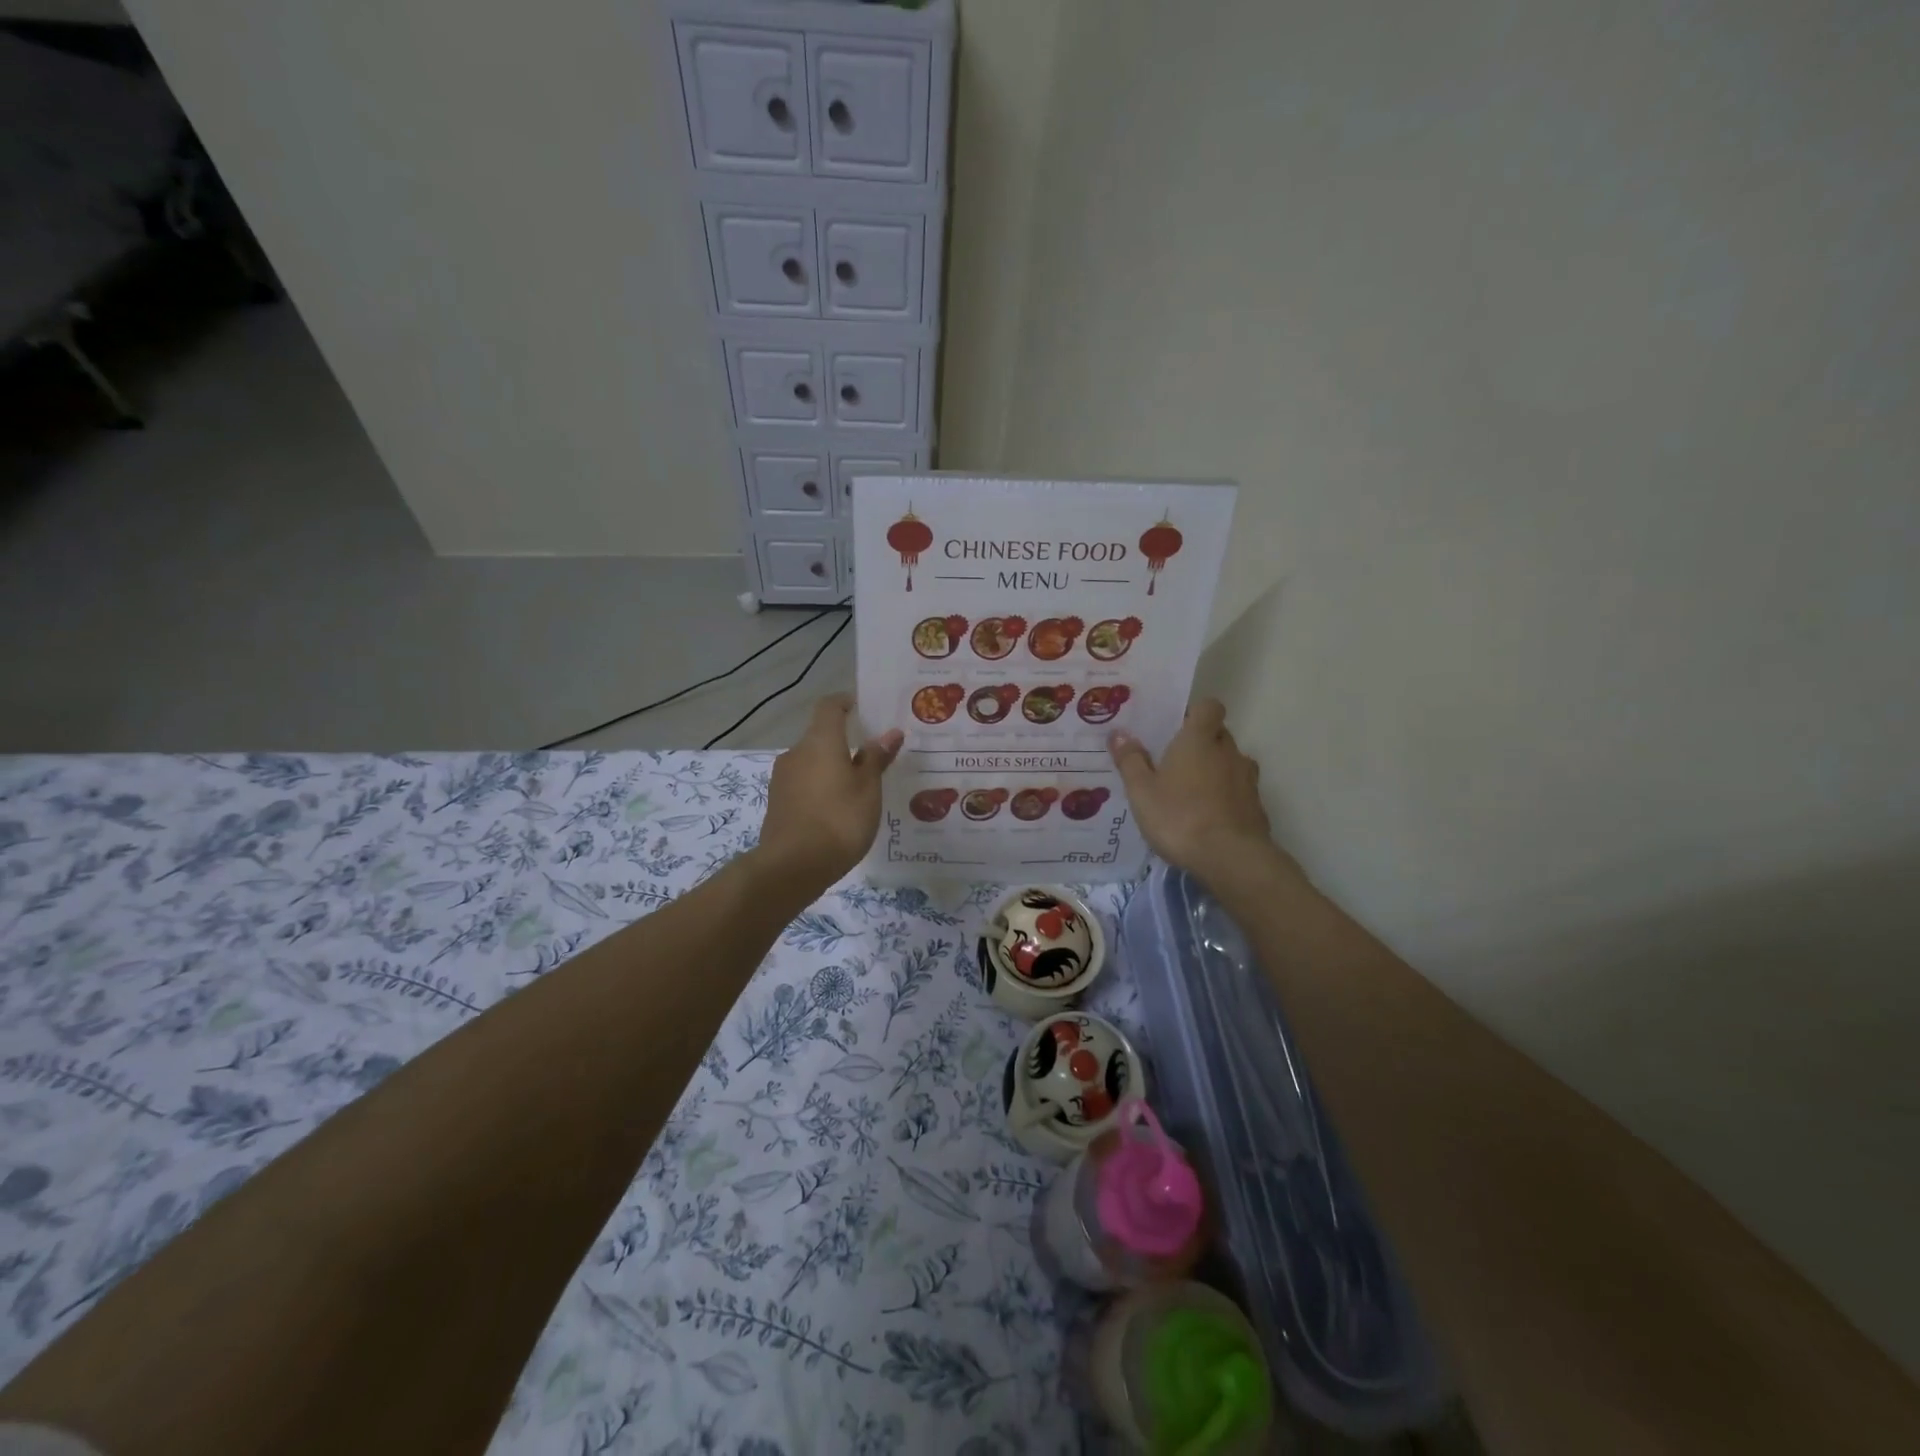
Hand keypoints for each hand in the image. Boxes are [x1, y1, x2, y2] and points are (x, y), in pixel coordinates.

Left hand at [754, 694, 902, 900]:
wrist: (793, 866)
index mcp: (820, 741)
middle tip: (872, 758)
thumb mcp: (868, 789)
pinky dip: (820, 788)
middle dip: (844, 743)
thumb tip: (889, 732)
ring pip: (812, 763)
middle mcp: (796, 753)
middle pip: (820, 737)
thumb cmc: (839, 819)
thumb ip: (877, 758)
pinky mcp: (777, 803)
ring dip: (832, 768)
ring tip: (858, 788)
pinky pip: (804, 784)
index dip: (845, 703)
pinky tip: (838, 810)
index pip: (829, 707)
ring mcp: (782, 778)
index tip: (863, 708)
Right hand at [1109, 699, 1290, 890]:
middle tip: (1174, 762)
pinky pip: (1239, 791)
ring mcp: (1247, 779)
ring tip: (1191, 792)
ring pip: (1231, 763)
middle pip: (1218, 735)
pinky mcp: (1257, 806)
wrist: (1231, 859)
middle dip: (1200, 743)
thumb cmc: (1179, 817)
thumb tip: (1119, 733)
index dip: (1195, 712)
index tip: (1176, 726)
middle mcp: (1228, 752)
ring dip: (1215, 771)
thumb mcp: (1142, 792)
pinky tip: (1209, 818)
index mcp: (1199, 740)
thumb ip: (1131, 761)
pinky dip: (1226, 797)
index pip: (1209, 707)